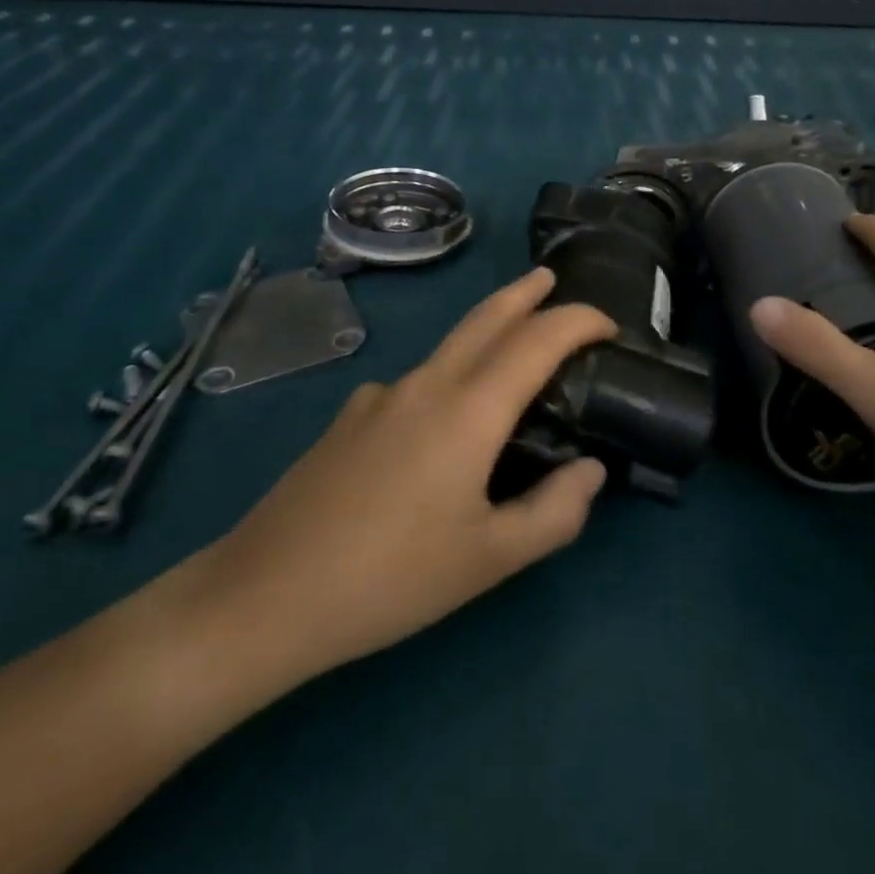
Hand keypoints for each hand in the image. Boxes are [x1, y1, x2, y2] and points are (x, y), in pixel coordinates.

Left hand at [182, 268, 614, 706]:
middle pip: (486, 317)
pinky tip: (437, 427)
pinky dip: (446, 379)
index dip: (578, 321)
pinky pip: (414, 383)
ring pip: (449, 346)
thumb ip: (553, 512)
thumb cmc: (391, 578)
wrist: (266, 594)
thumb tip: (591, 470)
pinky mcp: (350, 417)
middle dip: (524, 293)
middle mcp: (427, 384)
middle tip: (550, 279)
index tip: (608, 325)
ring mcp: (381, 395)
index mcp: (469, 409)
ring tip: (509, 352)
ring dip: (487, 331)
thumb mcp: (489, 559)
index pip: (538, 339)